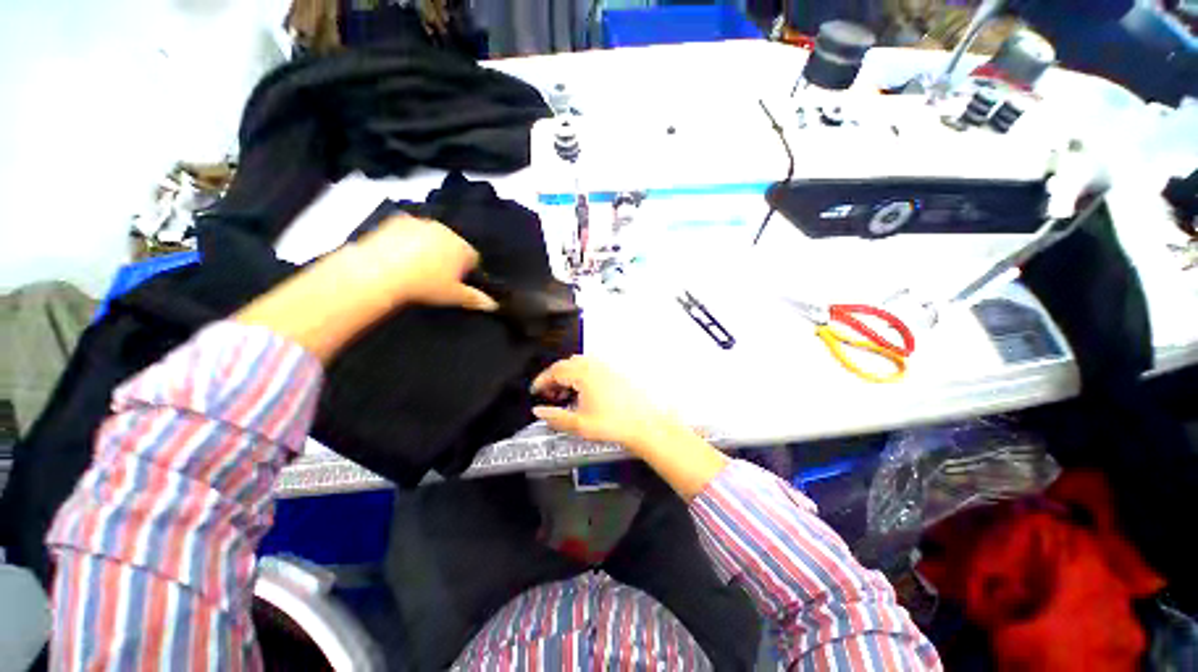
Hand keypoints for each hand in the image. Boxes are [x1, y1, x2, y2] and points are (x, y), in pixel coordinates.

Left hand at [236, 216, 494, 361]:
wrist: (381, 271)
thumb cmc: (425, 285)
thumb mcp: (453, 296)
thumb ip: (475, 298)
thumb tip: (495, 305)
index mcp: (462, 248)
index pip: (473, 257)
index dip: (466, 270)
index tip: (455, 281)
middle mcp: (445, 231)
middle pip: (454, 244)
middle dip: (448, 256)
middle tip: (435, 274)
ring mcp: (421, 223)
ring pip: (432, 235)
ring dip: (429, 246)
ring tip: (415, 265)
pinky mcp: (398, 220)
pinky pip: (410, 229)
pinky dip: (408, 238)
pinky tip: (399, 253)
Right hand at [530, 356, 671, 452]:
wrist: (644, 425)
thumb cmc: (613, 424)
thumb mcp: (579, 425)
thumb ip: (555, 417)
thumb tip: (538, 411)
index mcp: (584, 374)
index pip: (555, 371)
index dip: (541, 380)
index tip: (534, 391)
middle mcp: (595, 366)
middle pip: (566, 364)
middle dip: (553, 377)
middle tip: (549, 395)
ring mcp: (606, 367)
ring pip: (579, 363)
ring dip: (567, 375)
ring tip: (565, 394)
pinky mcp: (615, 372)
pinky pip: (591, 366)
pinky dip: (581, 374)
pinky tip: (583, 392)